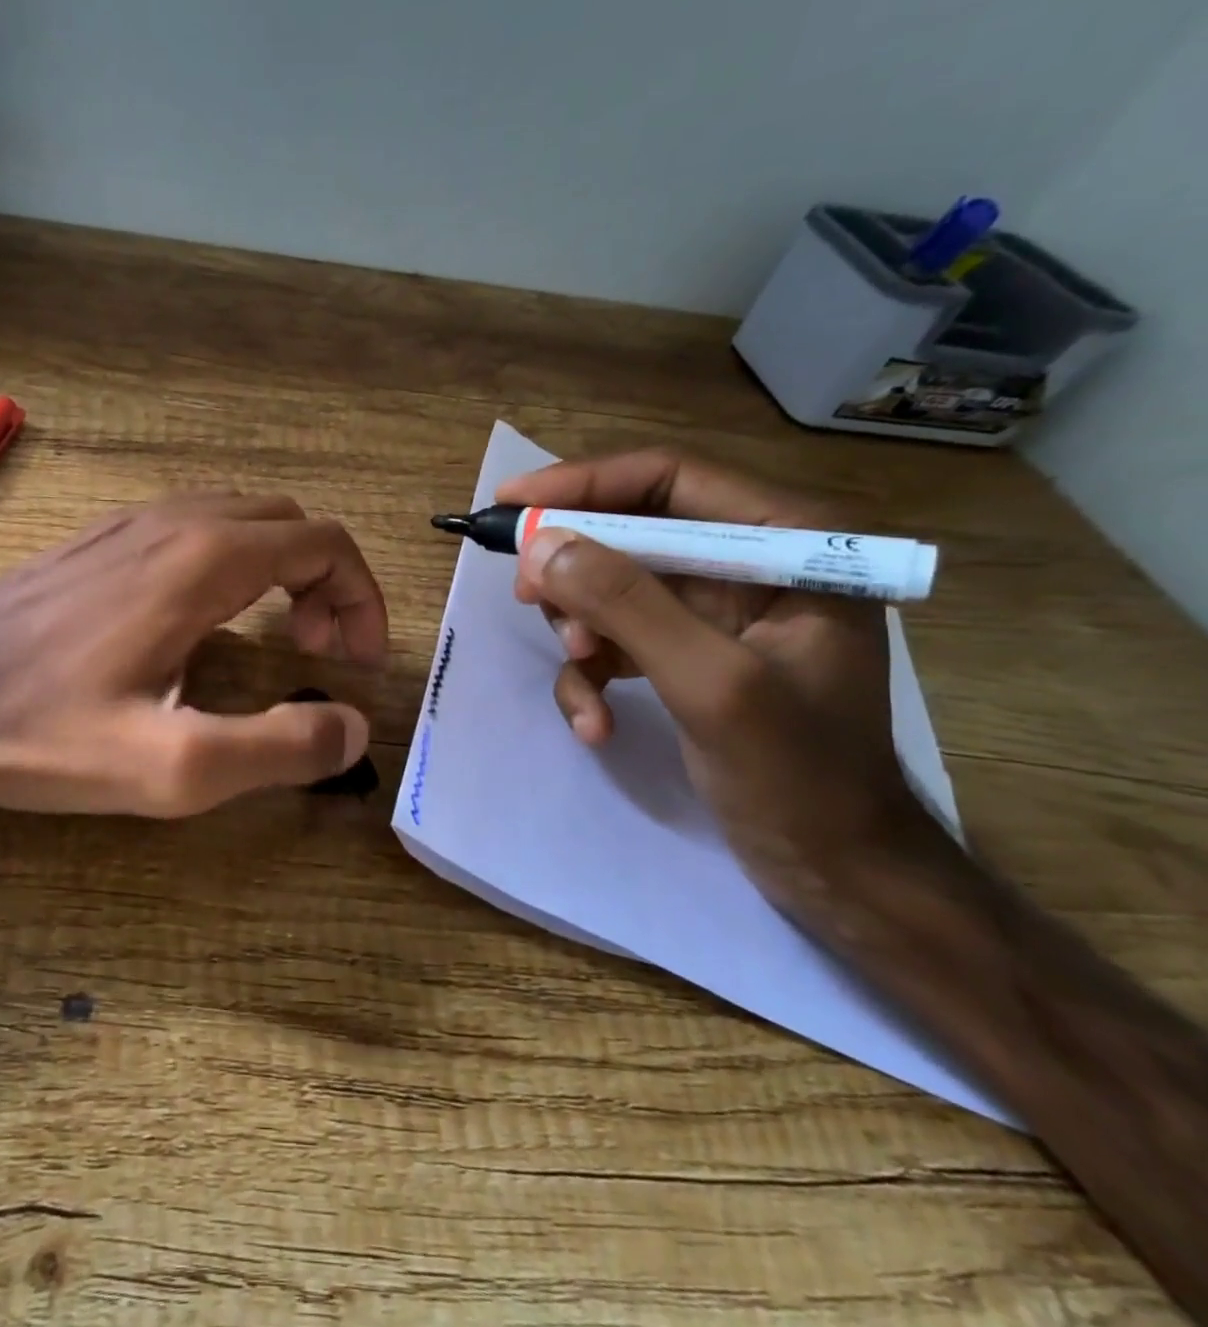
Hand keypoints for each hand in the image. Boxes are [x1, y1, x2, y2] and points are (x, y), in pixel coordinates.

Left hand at [0, 495, 388, 816]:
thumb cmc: (41, 729)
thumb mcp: (171, 766)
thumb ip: (278, 748)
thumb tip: (353, 728)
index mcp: (206, 560)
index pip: (326, 543)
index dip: (361, 598)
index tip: (355, 661)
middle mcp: (176, 521)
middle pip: (291, 524)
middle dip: (327, 583)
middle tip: (318, 654)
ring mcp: (131, 523)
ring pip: (243, 519)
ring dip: (282, 570)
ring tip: (276, 638)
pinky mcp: (99, 541)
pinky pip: (194, 529)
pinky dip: (235, 563)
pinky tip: (206, 622)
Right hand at [496, 449, 951, 917]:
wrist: (835, 869)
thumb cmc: (800, 775)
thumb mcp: (712, 683)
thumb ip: (627, 605)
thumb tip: (539, 544)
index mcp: (789, 541)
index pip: (670, 479)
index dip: (584, 484)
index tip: (511, 504)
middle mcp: (751, 563)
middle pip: (630, 531)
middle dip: (576, 572)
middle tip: (528, 598)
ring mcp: (717, 611)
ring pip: (612, 586)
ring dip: (581, 631)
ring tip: (582, 677)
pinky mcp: (689, 652)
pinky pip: (616, 639)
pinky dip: (593, 676)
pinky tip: (596, 723)